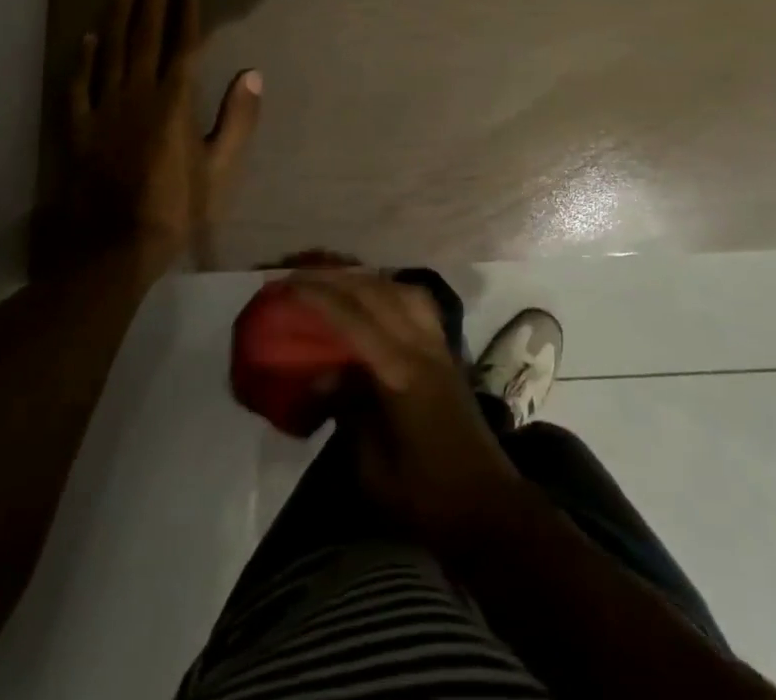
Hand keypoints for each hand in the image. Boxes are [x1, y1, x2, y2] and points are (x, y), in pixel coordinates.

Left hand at [37, 0, 262, 280]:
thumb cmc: (177, 207)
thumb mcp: (221, 167)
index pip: (183, 46)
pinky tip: (88, 37)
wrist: (115, 247)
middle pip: (147, 37)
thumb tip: (252, 73)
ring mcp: (104, 109)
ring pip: (112, 52)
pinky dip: (85, 59)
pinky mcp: (79, 129)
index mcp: (175, 102)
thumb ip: (238, 119)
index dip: (187, 13)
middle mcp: (138, 95)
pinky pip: (80, 85)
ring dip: (120, 16)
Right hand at [286, 269, 527, 544]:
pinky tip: (376, 296)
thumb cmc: (424, 495)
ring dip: (366, 278)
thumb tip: (320, 375)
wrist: (486, 504)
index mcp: (400, 373)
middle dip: (338, 277)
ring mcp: (438, 344)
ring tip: (335, 278)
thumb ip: (347, 412)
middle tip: (303, 272)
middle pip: (377, 293)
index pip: (354, 319)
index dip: (320, 296)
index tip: (289, 282)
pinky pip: (418, 303)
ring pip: (401, 290)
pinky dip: (392, 289)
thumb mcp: (372, 467)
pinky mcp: (446, 350)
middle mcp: (421, 346)